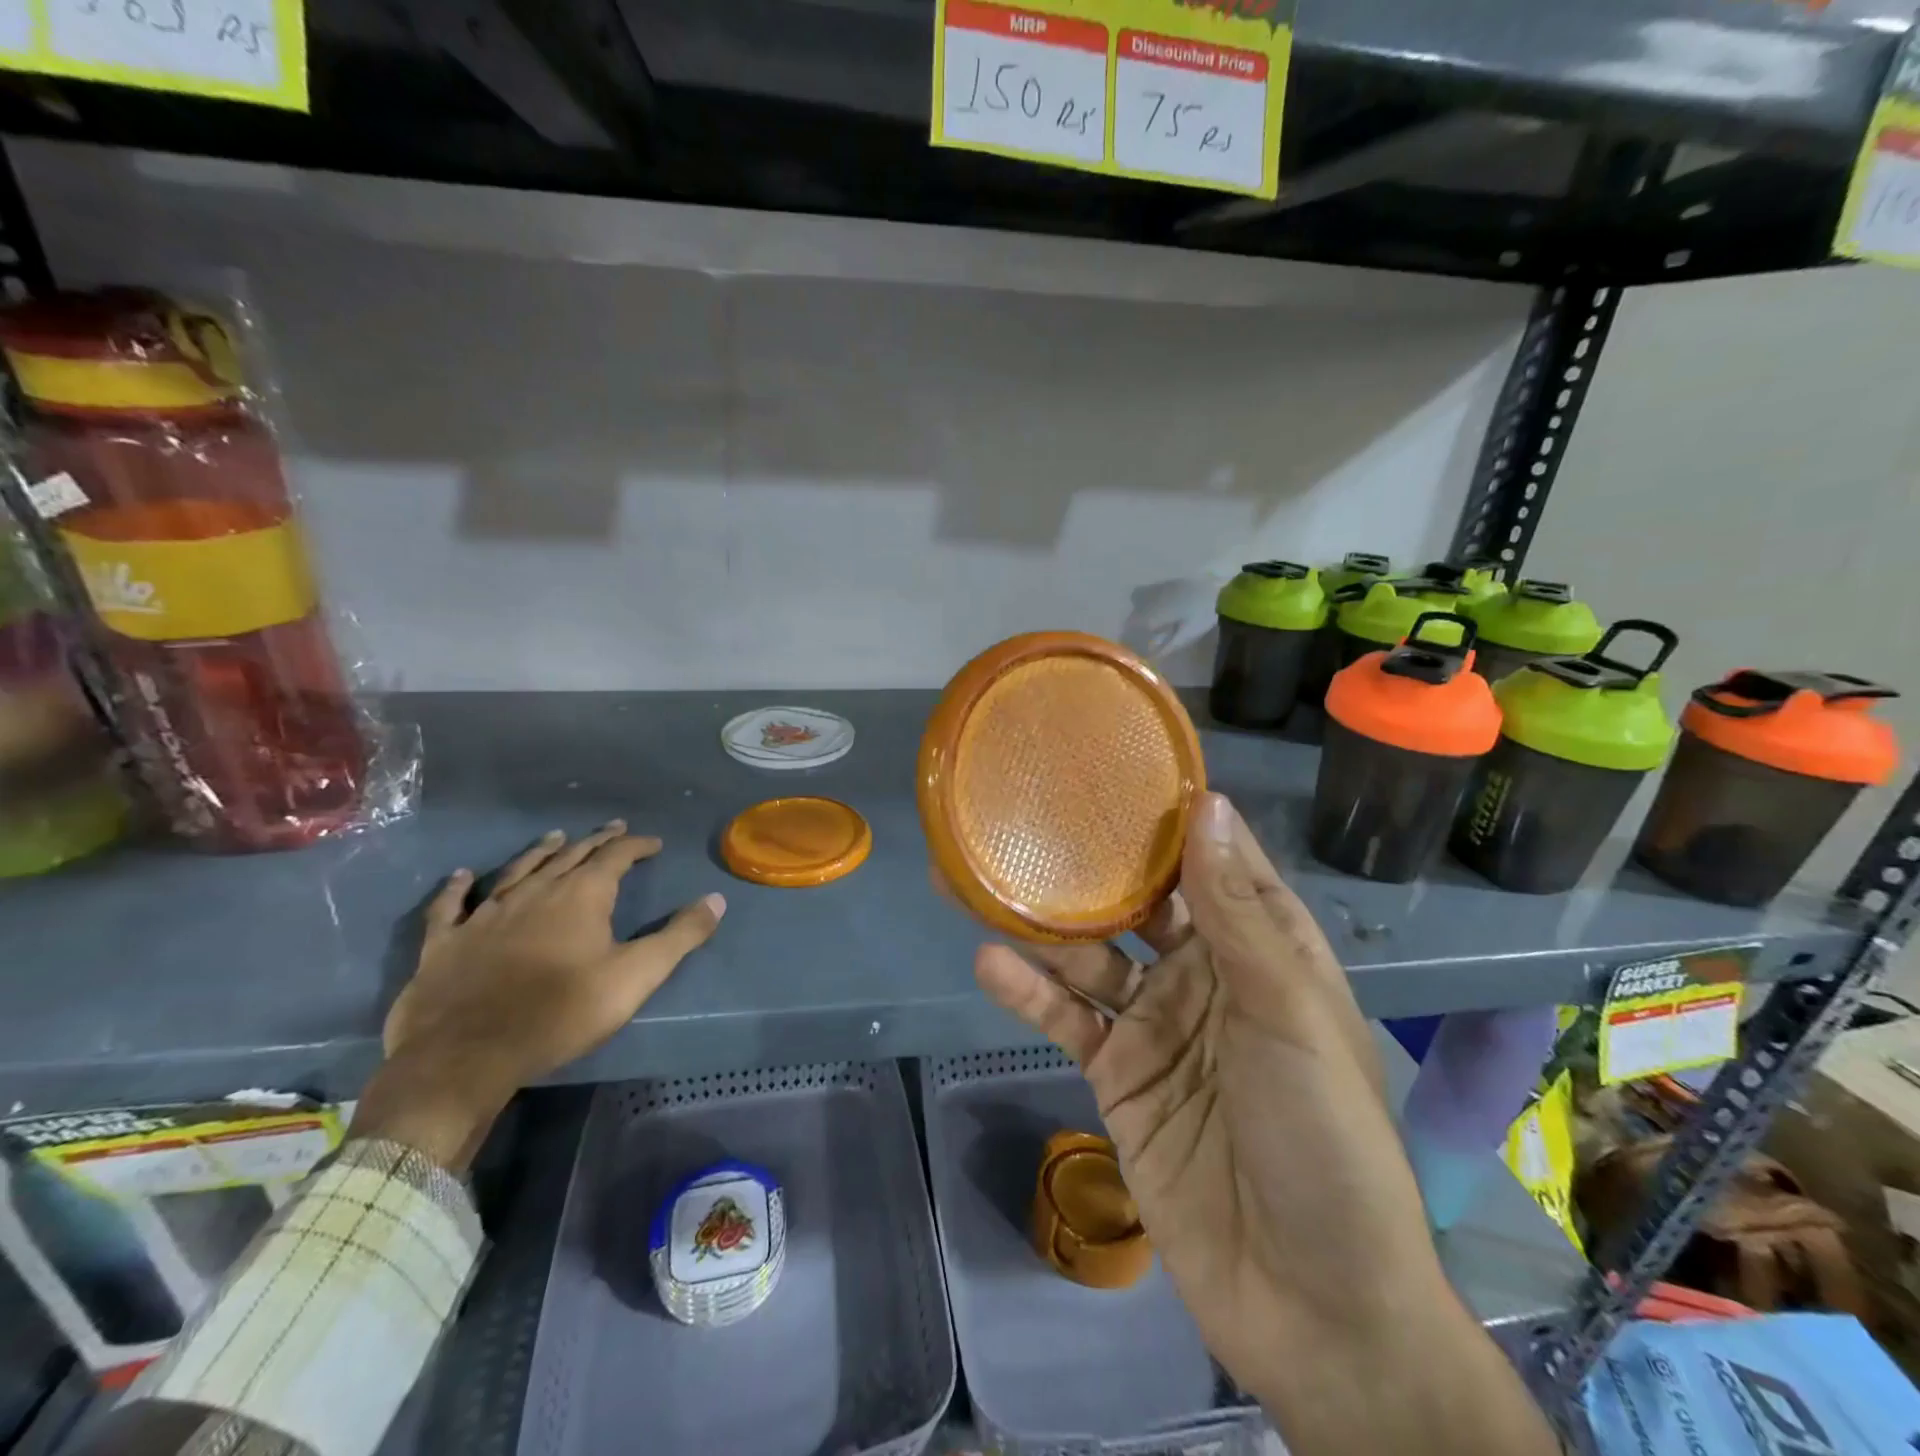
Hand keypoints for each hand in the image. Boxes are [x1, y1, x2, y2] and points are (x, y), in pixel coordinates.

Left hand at [357, 822, 725, 1168]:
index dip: (636, 846)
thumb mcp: (636, 976)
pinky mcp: (446, 942)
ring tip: (555, 837)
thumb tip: (716, 899)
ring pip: (518, 870)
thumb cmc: (561, 1012)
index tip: (653, 843)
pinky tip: (462, 875)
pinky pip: (452, 905)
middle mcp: (534, 892)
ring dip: (540, 852)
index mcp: (581, 896)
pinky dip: (458, 887)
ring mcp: (486, 914)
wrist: (467, 1055)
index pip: (615, 856)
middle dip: (595, 841)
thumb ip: (680, 936)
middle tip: (612, 829)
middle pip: (570, 856)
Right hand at [975, 793, 1555, 1455]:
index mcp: (1262, 950)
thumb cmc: (1322, 1137)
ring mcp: (1157, 1025)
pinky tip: (991, 961)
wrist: (1312, 1302)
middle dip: (1092, 866)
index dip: (1176, 815)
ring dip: (1043, 926)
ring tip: (984, 880)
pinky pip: (1068, 1020)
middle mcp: (1205, 974)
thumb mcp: (1286, 1010)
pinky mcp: (1118, 1075)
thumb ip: (1234, 911)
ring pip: (1090, 957)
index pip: (1216, 861)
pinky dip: (1030, 993)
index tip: (1122, 764)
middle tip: (1031, 815)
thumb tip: (1207, 802)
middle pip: (1139, 903)